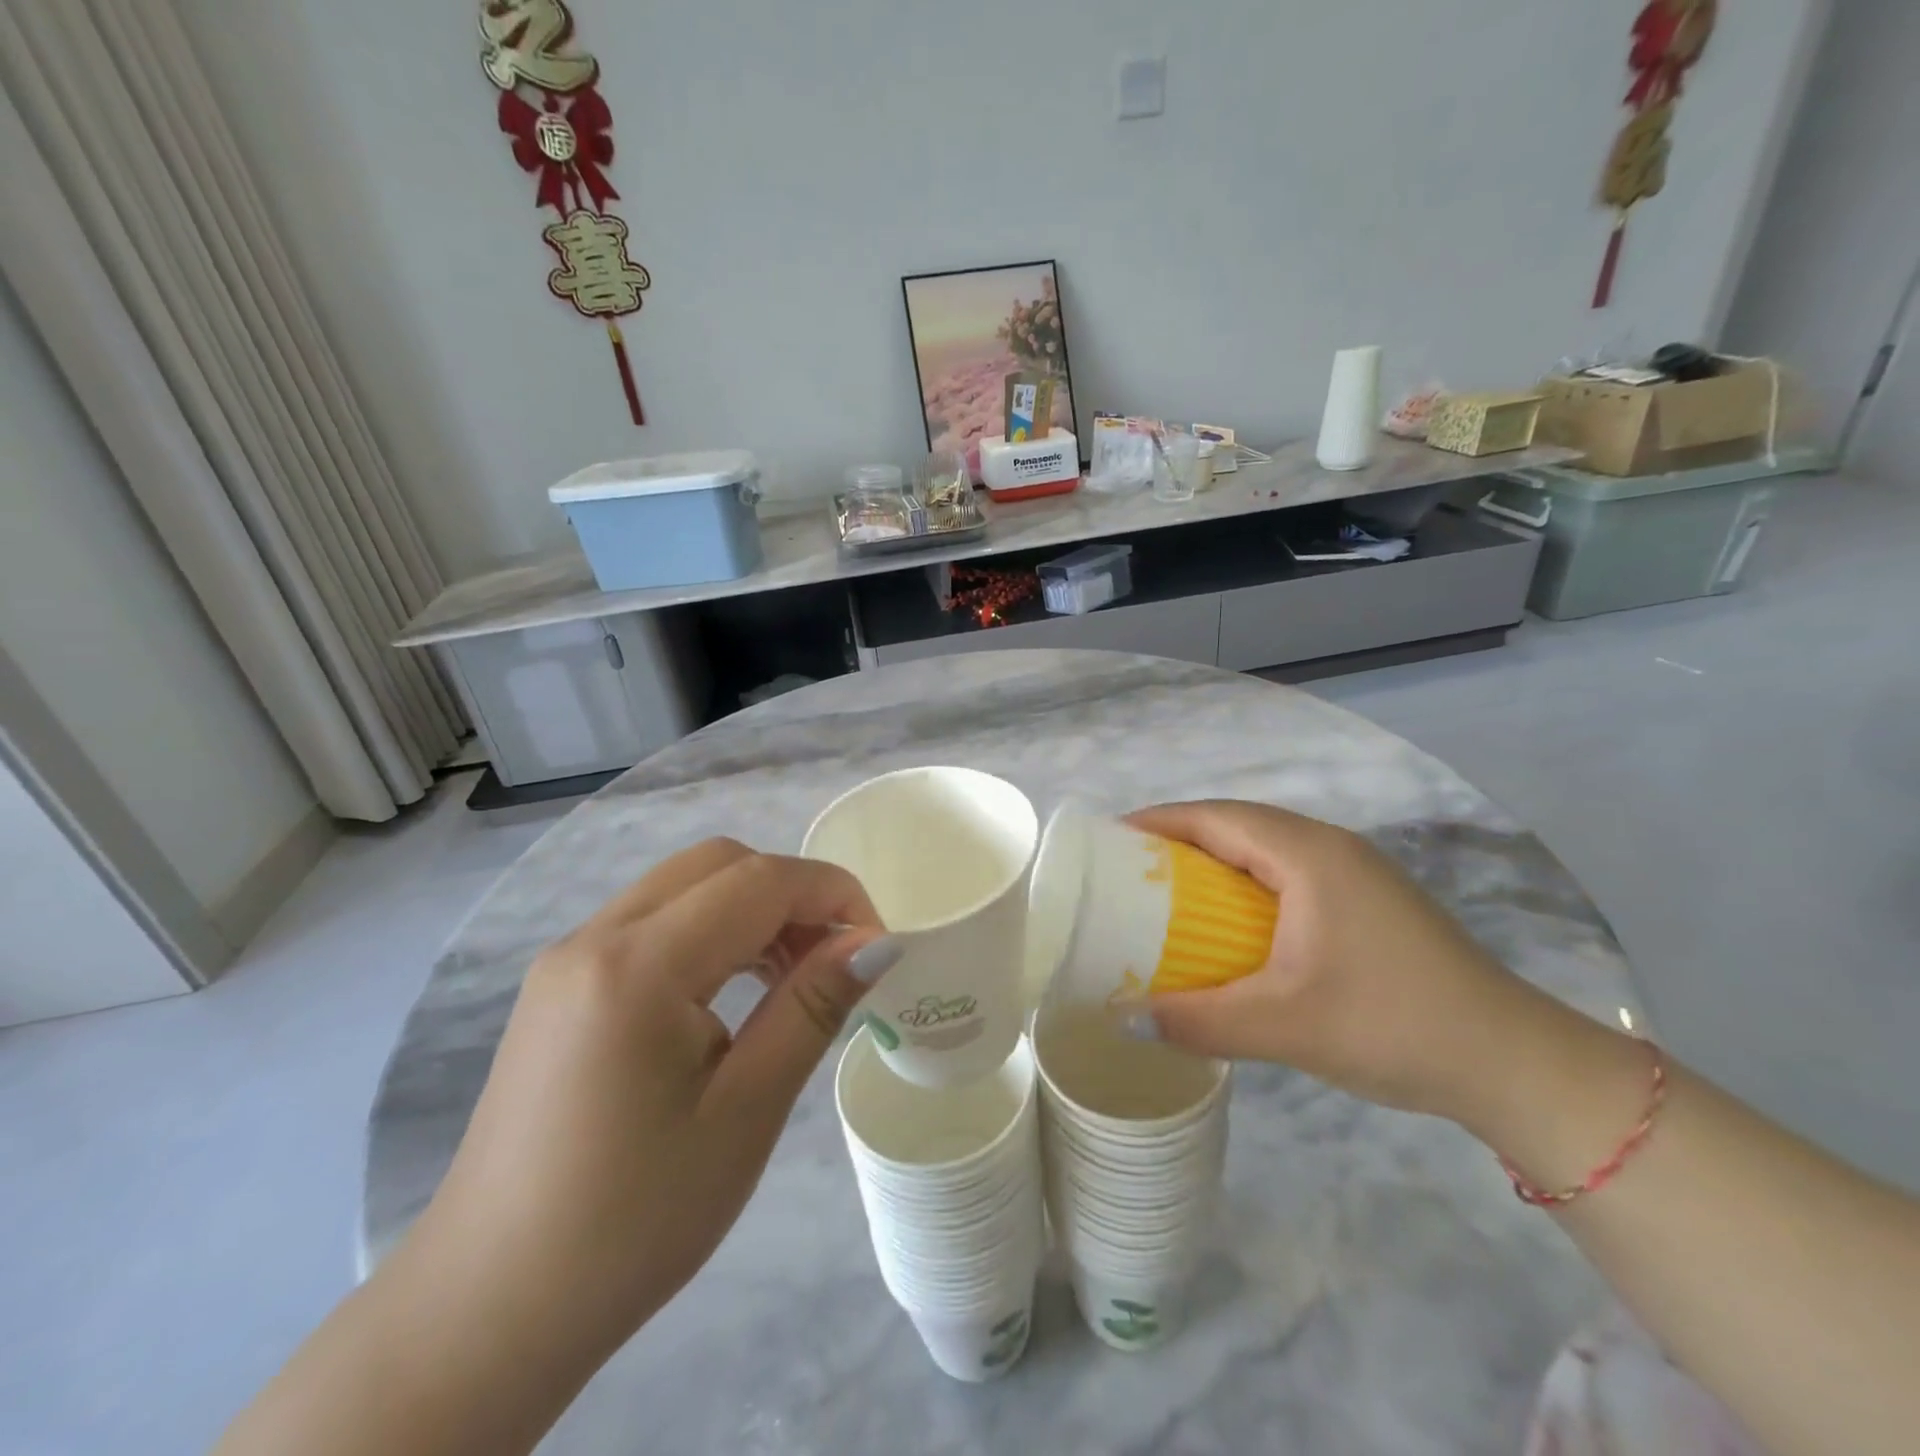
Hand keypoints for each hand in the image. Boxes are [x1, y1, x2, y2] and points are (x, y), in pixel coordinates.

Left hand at [400, 839, 901, 1368]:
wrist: (489, 1311)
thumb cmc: (633, 1221)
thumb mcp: (746, 1111)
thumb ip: (812, 1006)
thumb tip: (876, 941)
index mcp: (636, 966)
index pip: (759, 880)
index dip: (832, 893)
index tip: (876, 943)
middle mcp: (594, 937)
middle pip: (719, 863)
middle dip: (792, 892)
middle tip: (833, 959)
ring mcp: (568, 957)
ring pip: (685, 886)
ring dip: (752, 909)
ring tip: (792, 978)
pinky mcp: (560, 984)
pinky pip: (653, 921)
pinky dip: (711, 931)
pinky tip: (732, 992)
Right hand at [1125, 801, 1537, 1123]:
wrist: (1513, 1062)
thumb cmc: (1391, 1025)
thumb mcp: (1283, 1025)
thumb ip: (1198, 1021)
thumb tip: (1126, 1019)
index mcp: (1308, 855)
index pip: (1216, 817)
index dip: (1159, 821)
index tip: (1110, 840)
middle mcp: (1331, 848)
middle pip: (1238, 823)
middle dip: (1179, 838)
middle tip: (1129, 870)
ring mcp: (1356, 873)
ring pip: (1266, 848)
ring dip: (1214, 860)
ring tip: (1167, 892)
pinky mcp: (1369, 902)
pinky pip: (1288, 873)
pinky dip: (1245, 884)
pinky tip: (1230, 924)